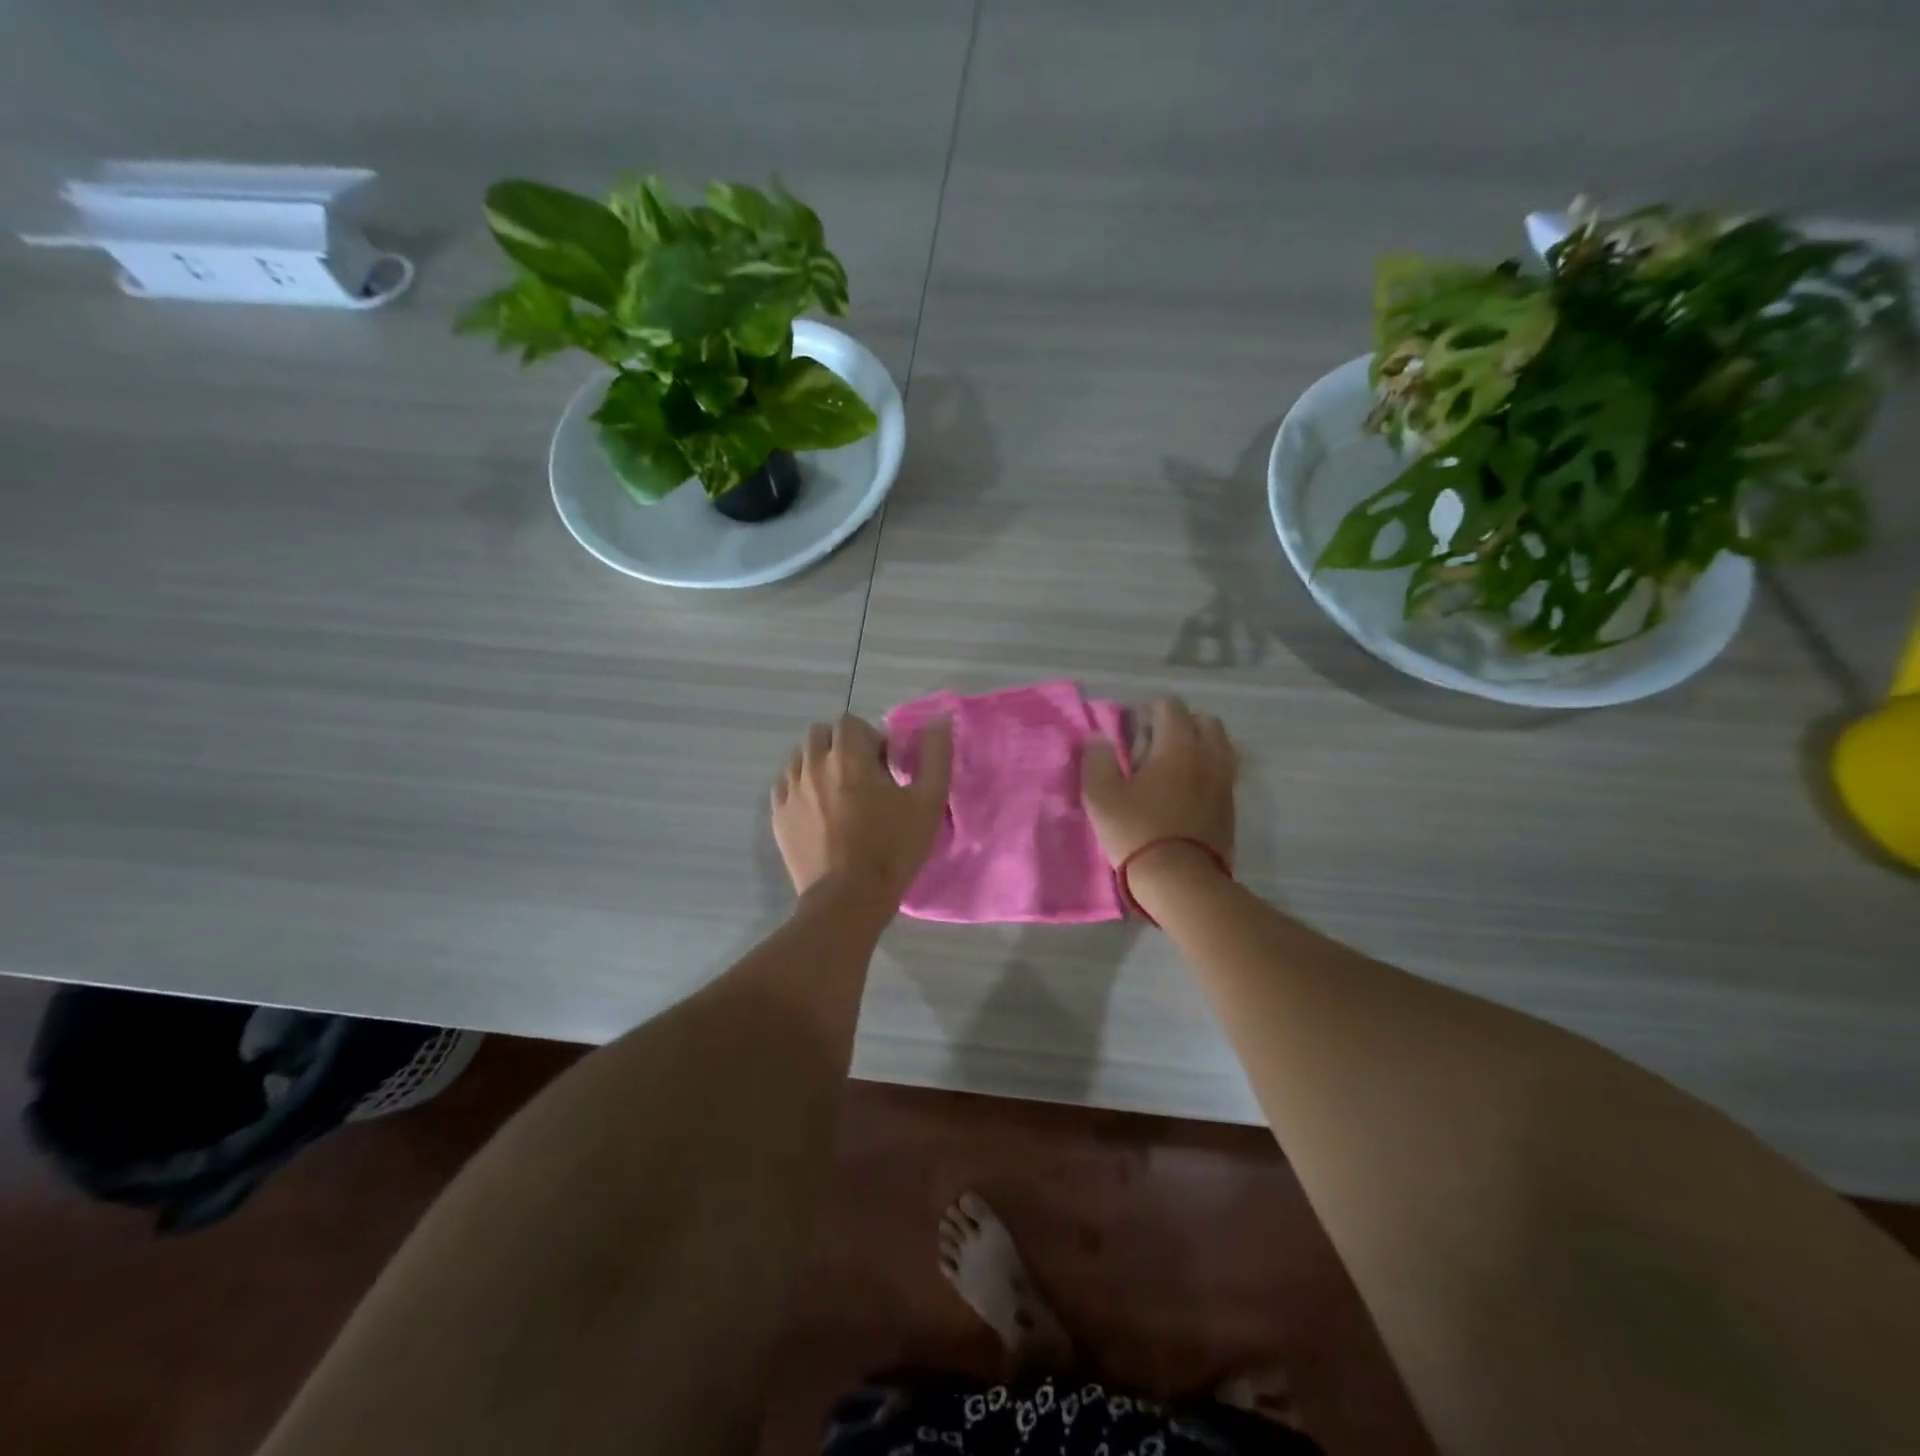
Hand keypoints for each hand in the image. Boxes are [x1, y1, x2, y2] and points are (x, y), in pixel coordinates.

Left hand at [772, 713, 952, 904]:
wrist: (848, 899)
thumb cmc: (892, 848)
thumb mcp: (927, 802)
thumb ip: (936, 755)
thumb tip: (939, 719)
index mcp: (848, 756)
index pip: (850, 722)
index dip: (869, 738)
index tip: (883, 767)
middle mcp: (813, 764)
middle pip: (821, 734)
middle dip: (840, 746)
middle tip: (862, 777)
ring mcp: (791, 790)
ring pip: (800, 758)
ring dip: (819, 765)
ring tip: (839, 795)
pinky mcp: (778, 816)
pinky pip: (785, 785)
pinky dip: (800, 788)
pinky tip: (819, 812)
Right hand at [1081, 698, 1236, 876]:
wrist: (1180, 879)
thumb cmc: (1136, 831)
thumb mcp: (1100, 795)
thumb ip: (1097, 758)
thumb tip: (1099, 738)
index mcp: (1178, 743)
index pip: (1170, 706)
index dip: (1147, 711)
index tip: (1130, 732)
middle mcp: (1209, 754)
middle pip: (1202, 721)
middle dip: (1179, 725)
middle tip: (1153, 747)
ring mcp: (1225, 779)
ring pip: (1219, 746)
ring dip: (1197, 747)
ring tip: (1171, 768)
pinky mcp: (1231, 805)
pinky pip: (1223, 771)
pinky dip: (1206, 770)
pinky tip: (1184, 791)